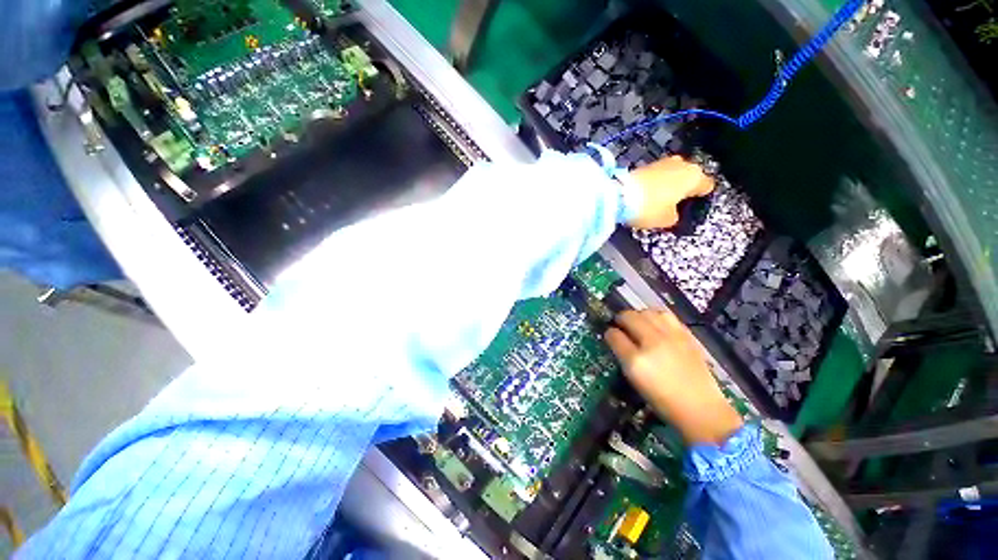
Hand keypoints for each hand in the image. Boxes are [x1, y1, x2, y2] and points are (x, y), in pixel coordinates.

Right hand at [605, 309, 742, 444]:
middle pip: (629, 317)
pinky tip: (656, 325)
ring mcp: (671, 337)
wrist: (701, 409)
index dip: (609, 333)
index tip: (610, 335)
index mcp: (636, 360)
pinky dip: (656, 317)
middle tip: (620, 325)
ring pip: (647, 312)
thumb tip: (617, 340)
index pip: (614, 335)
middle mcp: (652, 343)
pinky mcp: (686, 336)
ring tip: (638, 323)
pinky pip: (666, 316)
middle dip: (621, 319)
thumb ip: (624, 357)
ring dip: (639, 315)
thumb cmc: (663, 401)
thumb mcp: (635, 381)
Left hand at [628, 156, 714, 228]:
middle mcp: (682, 164)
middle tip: (676, 203)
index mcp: (695, 176)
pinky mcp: (645, 165)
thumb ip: (675, 216)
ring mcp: (663, 162)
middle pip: (689, 176)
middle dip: (684, 188)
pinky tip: (648, 194)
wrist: (620, 195)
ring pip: (673, 173)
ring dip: (669, 183)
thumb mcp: (667, 220)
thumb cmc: (650, 208)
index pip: (707, 186)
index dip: (701, 198)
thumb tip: (672, 212)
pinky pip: (657, 175)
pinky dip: (655, 183)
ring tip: (661, 199)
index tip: (693, 206)